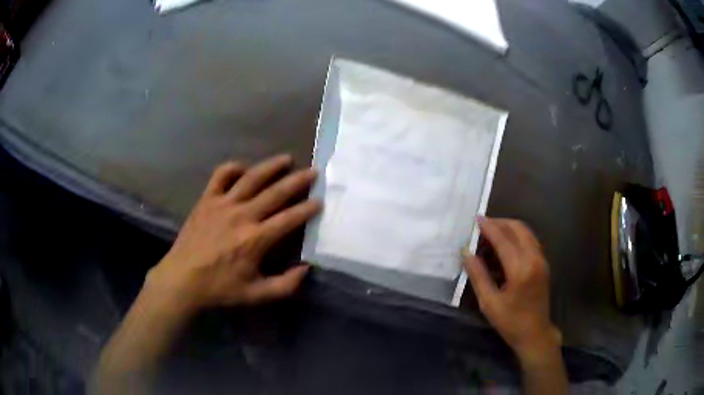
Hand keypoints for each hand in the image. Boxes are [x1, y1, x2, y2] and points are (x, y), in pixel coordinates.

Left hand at [144, 154, 320, 313]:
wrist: (182, 280)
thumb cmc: (220, 288)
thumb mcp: (256, 295)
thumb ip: (285, 285)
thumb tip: (306, 269)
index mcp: (256, 239)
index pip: (289, 219)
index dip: (307, 208)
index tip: (319, 201)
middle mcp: (242, 215)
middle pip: (275, 193)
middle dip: (297, 181)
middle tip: (313, 172)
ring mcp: (223, 204)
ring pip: (251, 178)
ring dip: (271, 166)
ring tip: (286, 159)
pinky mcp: (206, 200)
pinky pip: (221, 176)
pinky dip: (233, 168)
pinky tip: (243, 168)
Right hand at [463, 218, 560, 361]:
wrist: (535, 333)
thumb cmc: (510, 322)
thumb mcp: (489, 303)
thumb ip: (478, 275)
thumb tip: (466, 252)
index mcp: (520, 269)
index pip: (503, 239)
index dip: (489, 227)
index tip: (476, 220)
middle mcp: (534, 258)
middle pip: (518, 228)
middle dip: (499, 223)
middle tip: (482, 225)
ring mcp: (541, 259)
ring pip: (526, 232)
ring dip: (509, 227)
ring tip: (491, 232)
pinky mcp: (543, 263)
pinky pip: (530, 240)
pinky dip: (517, 235)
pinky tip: (505, 244)